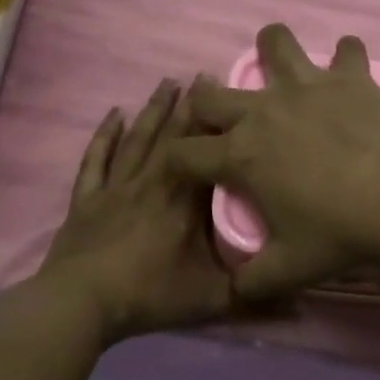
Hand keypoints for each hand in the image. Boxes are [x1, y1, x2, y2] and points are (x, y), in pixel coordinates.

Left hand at [42, 79, 233, 342]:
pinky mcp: (87, 199)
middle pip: (172, 136)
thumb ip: (253, 292)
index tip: (228, 94)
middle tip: (201, 75)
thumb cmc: (149, 294)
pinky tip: (113, 114)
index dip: (217, 123)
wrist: (81, 304)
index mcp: (184, 200)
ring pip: (137, 139)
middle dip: (189, 105)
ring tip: (166, 82)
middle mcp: (152, 182)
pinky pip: (97, 160)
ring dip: (153, 110)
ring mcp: (116, 187)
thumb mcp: (210, 298)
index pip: (205, 152)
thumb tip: (298, 295)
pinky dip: (104, 136)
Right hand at [169, 25, 379, 302]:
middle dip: (202, 102)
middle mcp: (262, 112)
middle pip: (210, 95)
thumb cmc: (340, 233)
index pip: (184, 154)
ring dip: (272, 48)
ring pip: (275, 43)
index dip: (175, 161)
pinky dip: (347, 57)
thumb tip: (236, 291)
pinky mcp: (348, 76)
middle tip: (219, 115)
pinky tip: (350, 70)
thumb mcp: (290, 270)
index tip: (181, 166)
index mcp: (240, 156)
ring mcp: (306, 86)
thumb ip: (253, 283)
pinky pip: (347, 50)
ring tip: (279, 64)